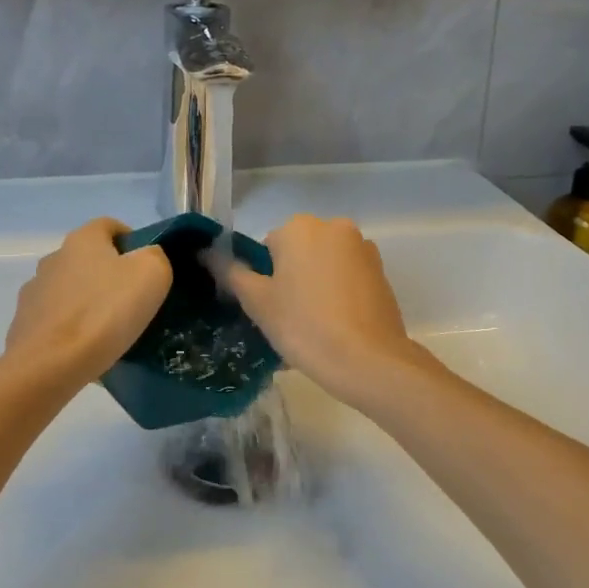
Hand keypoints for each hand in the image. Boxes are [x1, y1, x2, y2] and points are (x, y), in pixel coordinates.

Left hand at [3, 218, 172, 386]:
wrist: (50, 365)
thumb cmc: (105, 312)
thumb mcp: (152, 275)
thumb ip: (155, 257)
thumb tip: (147, 258)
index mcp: (82, 240)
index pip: (109, 226)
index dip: (131, 240)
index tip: (147, 267)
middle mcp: (53, 258)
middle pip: (88, 259)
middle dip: (109, 275)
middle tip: (133, 302)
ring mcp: (34, 292)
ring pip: (70, 290)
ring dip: (88, 302)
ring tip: (109, 331)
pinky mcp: (24, 325)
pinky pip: (56, 321)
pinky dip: (71, 329)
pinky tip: (86, 350)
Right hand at [220, 214, 431, 403]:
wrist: (368, 361)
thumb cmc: (304, 326)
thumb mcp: (257, 301)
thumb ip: (230, 272)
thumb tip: (206, 251)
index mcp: (300, 227)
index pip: (268, 246)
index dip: (265, 278)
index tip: (270, 307)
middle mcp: (334, 227)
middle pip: (299, 251)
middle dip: (292, 278)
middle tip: (288, 317)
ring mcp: (363, 248)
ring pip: (325, 264)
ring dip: (316, 285)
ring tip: (314, 326)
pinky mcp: (382, 272)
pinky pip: (348, 278)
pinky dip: (339, 294)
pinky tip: (337, 326)